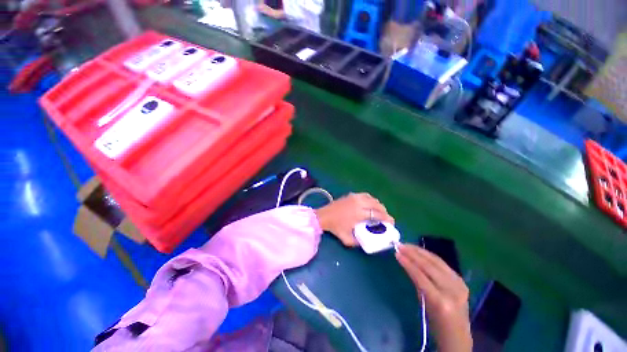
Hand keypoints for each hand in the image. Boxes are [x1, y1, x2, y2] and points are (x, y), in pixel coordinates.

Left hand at [314, 193, 393, 246]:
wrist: (324, 216)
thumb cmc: (335, 227)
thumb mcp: (347, 239)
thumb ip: (358, 242)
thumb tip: (367, 242)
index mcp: (359, 214)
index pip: (378, 214)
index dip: (387, 218)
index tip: (391, 222)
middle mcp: (359, 203)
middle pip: (377, 205)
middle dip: (384, 211)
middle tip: (386, 218)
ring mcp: (355, 197)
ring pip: (372, 199)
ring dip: (378, 205)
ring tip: (379, 211)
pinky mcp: (351, 195)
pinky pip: (365, 195)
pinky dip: (371, 199)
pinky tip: (370, 204)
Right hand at [396, 244, 471, 351]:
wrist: (458, 336)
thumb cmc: (436, 325)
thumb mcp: (424, 305)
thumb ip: (417, 283)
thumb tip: (407, 264)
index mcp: (441, 301)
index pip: (421, 276)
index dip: (408, 263)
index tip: (396, 253)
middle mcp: (452, 290)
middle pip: (429, 266)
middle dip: (413, 253)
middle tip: (400, 246)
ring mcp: (459, 284)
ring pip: (437, 261)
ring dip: (421, 251)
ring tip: (408, 246)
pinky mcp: (461, 281)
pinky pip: (443, 264)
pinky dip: (430, 256)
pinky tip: (421, 252)